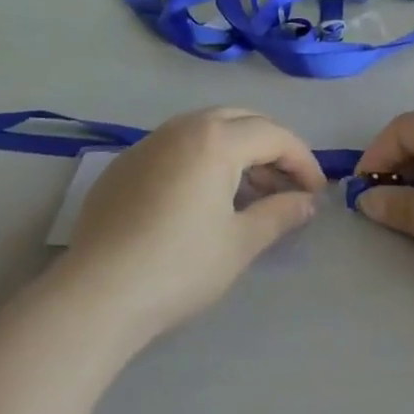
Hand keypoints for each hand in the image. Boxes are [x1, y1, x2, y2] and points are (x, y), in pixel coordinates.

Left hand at [63, 108, 325, 341]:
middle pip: (240, 120)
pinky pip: (176, 148)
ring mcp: (149, 143)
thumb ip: (280, 214)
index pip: (273, 135)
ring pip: (206, 130)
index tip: (315, 193)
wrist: (98, 293)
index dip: (302, 161)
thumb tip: (307, 202)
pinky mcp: (124, 165)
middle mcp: (182, 127)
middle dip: (270, 147)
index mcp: (216, 139)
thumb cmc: (180, 266)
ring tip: (250, 196)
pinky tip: (202, 200)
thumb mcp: (240, 243)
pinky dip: (202, 161)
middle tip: (286, 185)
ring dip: (236, 153)